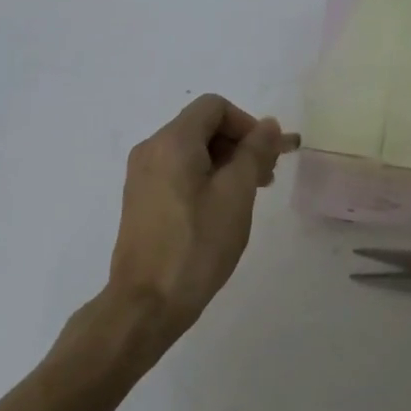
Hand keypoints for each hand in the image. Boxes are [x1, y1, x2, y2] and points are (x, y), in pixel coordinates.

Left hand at [105, 94, 296, 339]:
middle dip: (240, 144)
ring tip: (250, 195)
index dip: (248, 124)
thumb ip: (255, 152)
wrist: (147, 303)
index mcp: (172, 142)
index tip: (268, 156)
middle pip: (203, 127)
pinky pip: (179, 172)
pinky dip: (206, 178)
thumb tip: (268, 125)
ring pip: (192, 151)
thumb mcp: (236, 194)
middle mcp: (151, 150)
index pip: (215, 107)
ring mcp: (142, 176)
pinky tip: (223, 209)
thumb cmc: (197, 244)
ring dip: (226, 163)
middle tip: (267, 178)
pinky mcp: (142, 200)